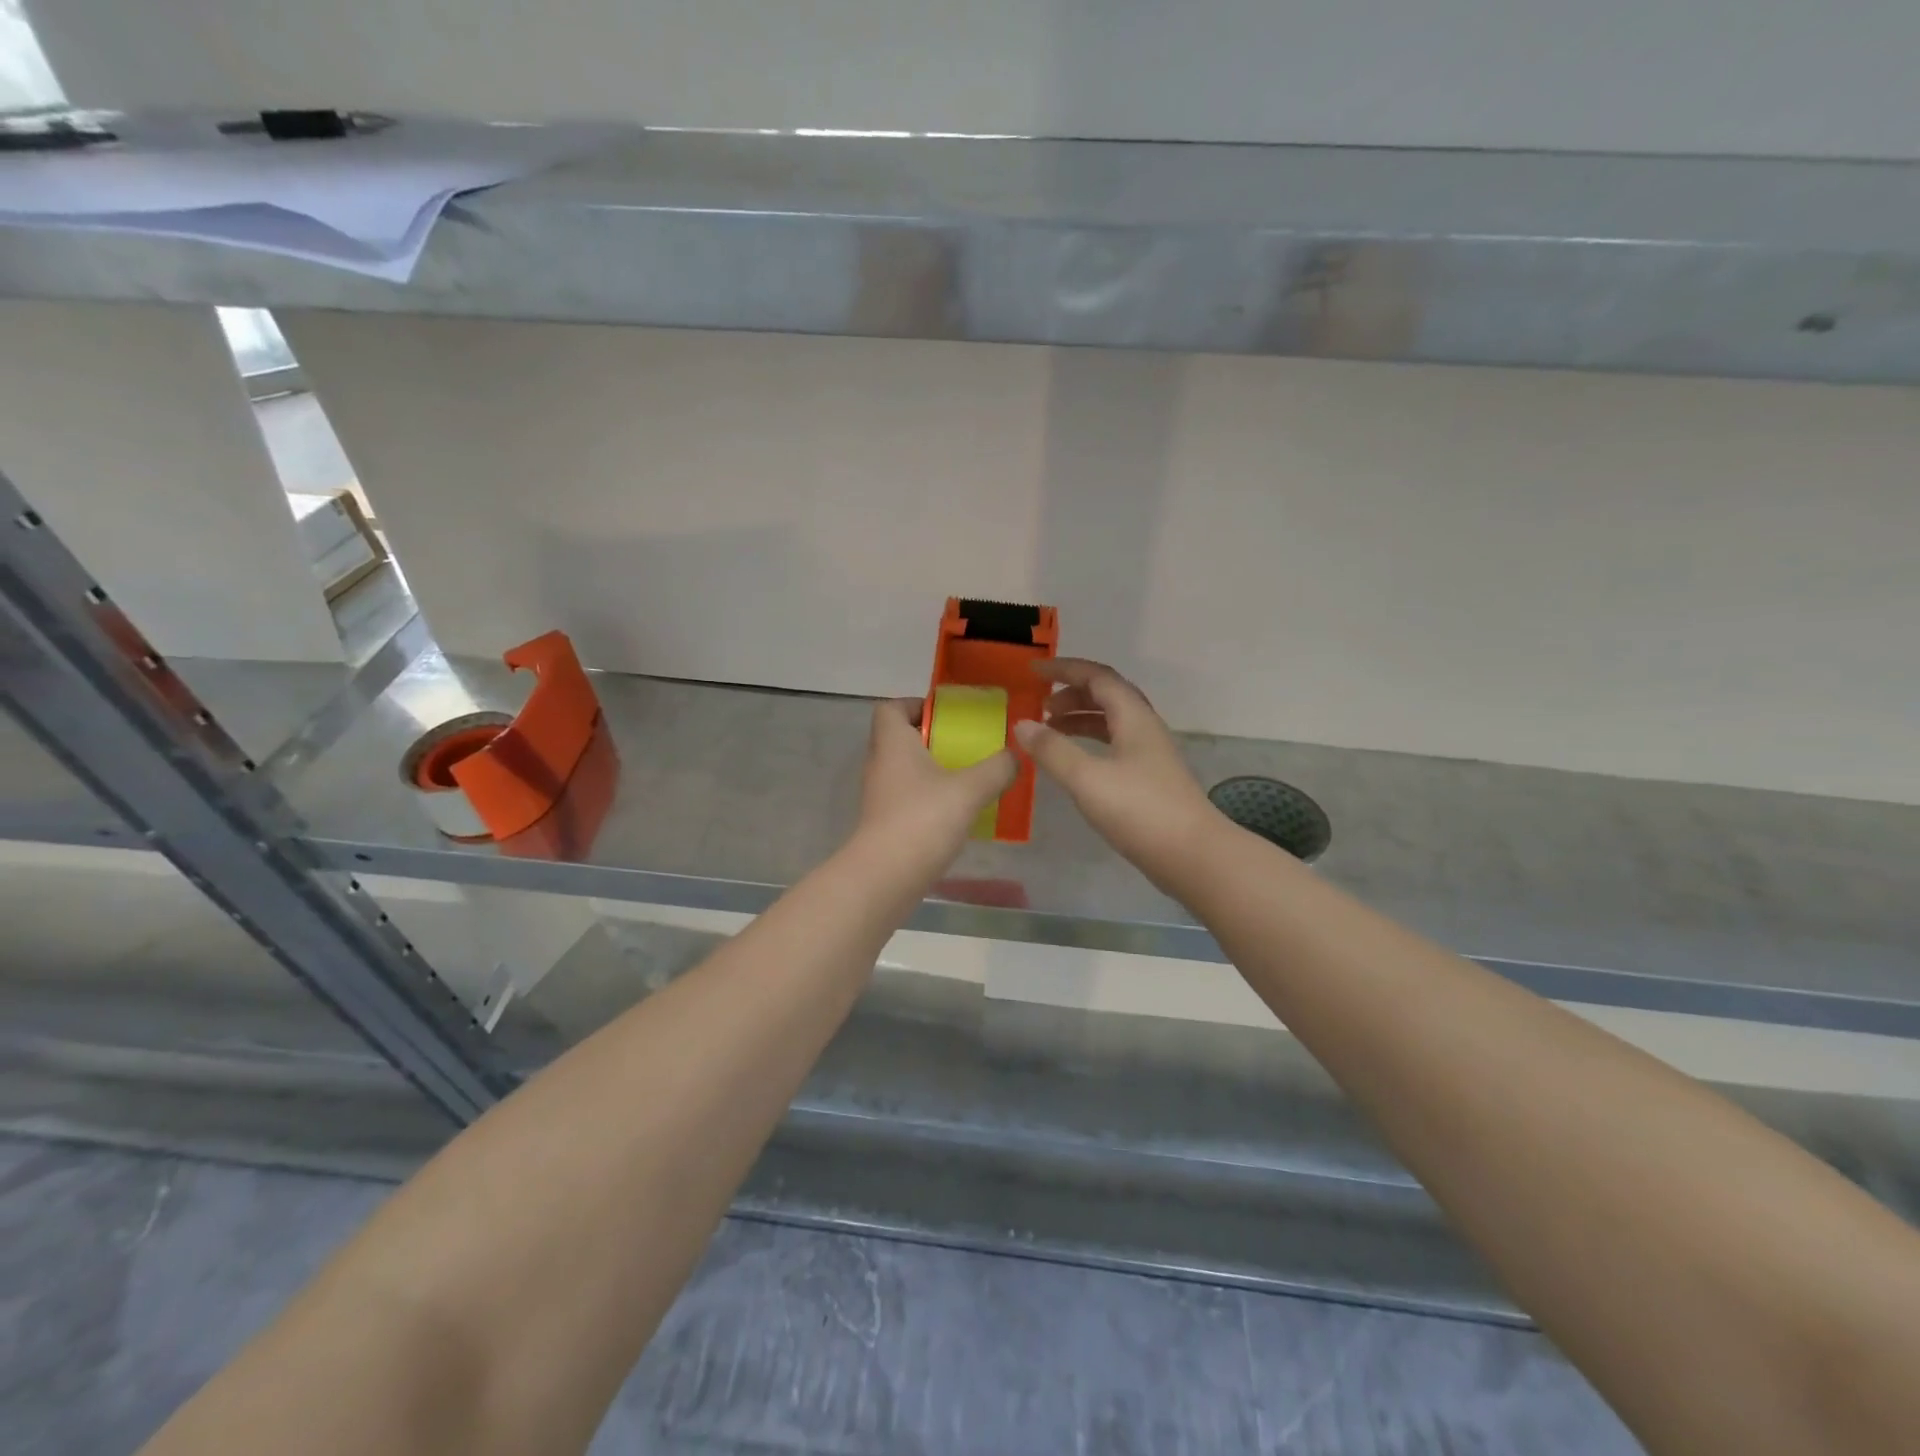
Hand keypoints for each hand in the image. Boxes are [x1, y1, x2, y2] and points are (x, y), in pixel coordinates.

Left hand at [856, 698, 1016, 865]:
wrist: (886, 877)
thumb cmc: (923, 819)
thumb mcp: (970, 789)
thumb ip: (997, 768)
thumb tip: (1015, 756)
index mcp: (892, 743)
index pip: (890, 708)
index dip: (916, 705)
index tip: (947, 717)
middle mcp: (880, 764)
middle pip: (901, 738)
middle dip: (934, 740)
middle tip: (968, 748)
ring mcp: (879, 796)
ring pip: (906, 771)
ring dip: (934, 772)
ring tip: (969, 780)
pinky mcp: (884, 824)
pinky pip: (908, 799)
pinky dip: (930, 800)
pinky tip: (958, 813)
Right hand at [1014, 659, 1220, 878]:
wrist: (1193, 856)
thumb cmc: (1140, 811)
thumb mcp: (1087, 778)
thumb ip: (1052, 750)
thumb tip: (1022, 724)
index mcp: (1134, 717)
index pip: (1098, 677)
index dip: (1065, 669)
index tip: (1033, 671)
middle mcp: (1144, 728)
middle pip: (1107, 695)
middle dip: (1071, 694)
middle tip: (1040, 706)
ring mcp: (1149, 754)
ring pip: (1111, 722)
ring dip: (1079, 719)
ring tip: (1049, 731)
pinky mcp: (1149, 779)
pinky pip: (1113, 745)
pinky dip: (1089, 743)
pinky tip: (1073, 762)